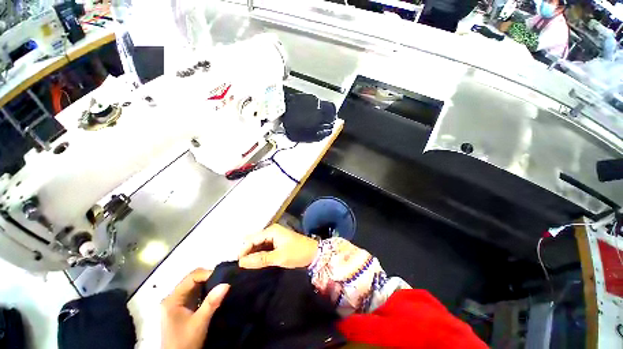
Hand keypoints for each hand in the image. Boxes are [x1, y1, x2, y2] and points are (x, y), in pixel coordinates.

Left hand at [161, 268, 229, 348]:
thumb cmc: (185, 342)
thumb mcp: (199, 323)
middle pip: (193, 279)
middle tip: (225, 280)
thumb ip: (211, 303)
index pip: (191, 277)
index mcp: (172, 299)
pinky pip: (196, 294)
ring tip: (222, 285)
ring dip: (209, 284)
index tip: (223, 278)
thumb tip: (226, 284)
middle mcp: (174, 298)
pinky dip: (207, 292)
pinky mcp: (184, 308)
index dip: (207, 274)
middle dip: (209, 278)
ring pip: (195, 286)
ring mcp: (178, 303)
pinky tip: (216, 294)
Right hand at [238, 224, 318, 268]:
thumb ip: (260, 259)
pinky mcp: (277, 242)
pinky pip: (264, 247)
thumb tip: (242, 262)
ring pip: (258, 244)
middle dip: (247, 252)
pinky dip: (260, 254)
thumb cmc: (297, 253)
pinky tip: (257, 263)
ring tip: (248, 267)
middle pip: (254, 240)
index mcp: (271, 231)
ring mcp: (275, 236)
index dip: (244, 251)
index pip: (251, 239)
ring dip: (253, 254)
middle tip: (243, 267)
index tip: (239, 266)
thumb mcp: (279, 257)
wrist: (313, 253)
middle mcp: (271, 231)